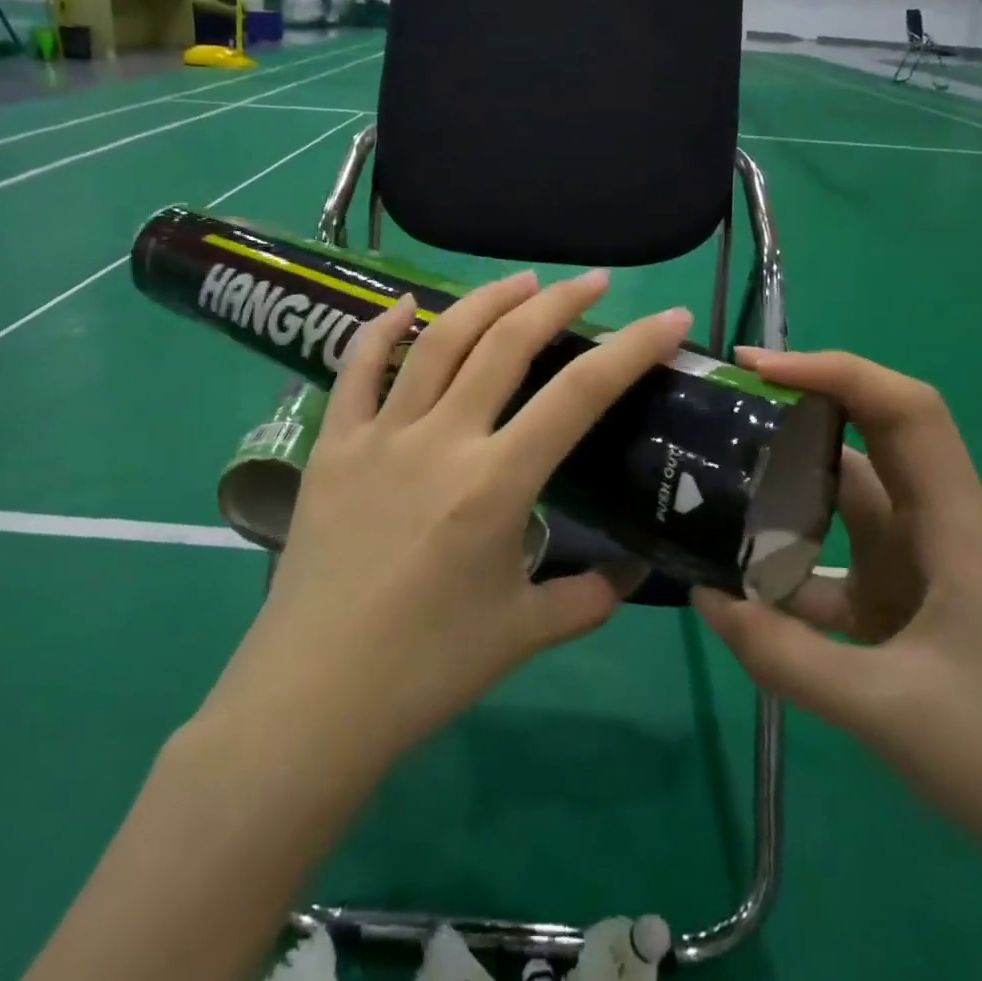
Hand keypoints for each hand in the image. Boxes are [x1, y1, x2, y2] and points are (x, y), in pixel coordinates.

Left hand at [237, 270, 691, 763]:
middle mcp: (440, 441)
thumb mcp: (520, 634)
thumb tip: (626, 576)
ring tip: (522, 281)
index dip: (632, 349)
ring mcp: (379, 437)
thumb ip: (585, 600)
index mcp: (495, 485)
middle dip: (558, 302)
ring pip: (437, 341)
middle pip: (506, 345)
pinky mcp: (332, 446)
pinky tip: (407, 304)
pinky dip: (382, 329)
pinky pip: (354, 370)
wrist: (313, 699)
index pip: (579, 396)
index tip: (668, 316)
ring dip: (485, 301)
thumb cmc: (424, 670)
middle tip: (593, 281)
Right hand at [693, 348, 981, 855]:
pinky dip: (785, 571)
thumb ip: (784, 655)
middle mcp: (933, 533)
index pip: (905, 412)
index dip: (836, 372)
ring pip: (842, 505)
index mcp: (953, 529)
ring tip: (712, 483)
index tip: (757, 370)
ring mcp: (916, 573)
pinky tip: (736, 590)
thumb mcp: (887, 711)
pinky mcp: (900, 613)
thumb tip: (703, 597)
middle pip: (869, 441)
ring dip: (784, 491)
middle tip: (722, 410)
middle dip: (799, 412)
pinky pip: (831, 569)